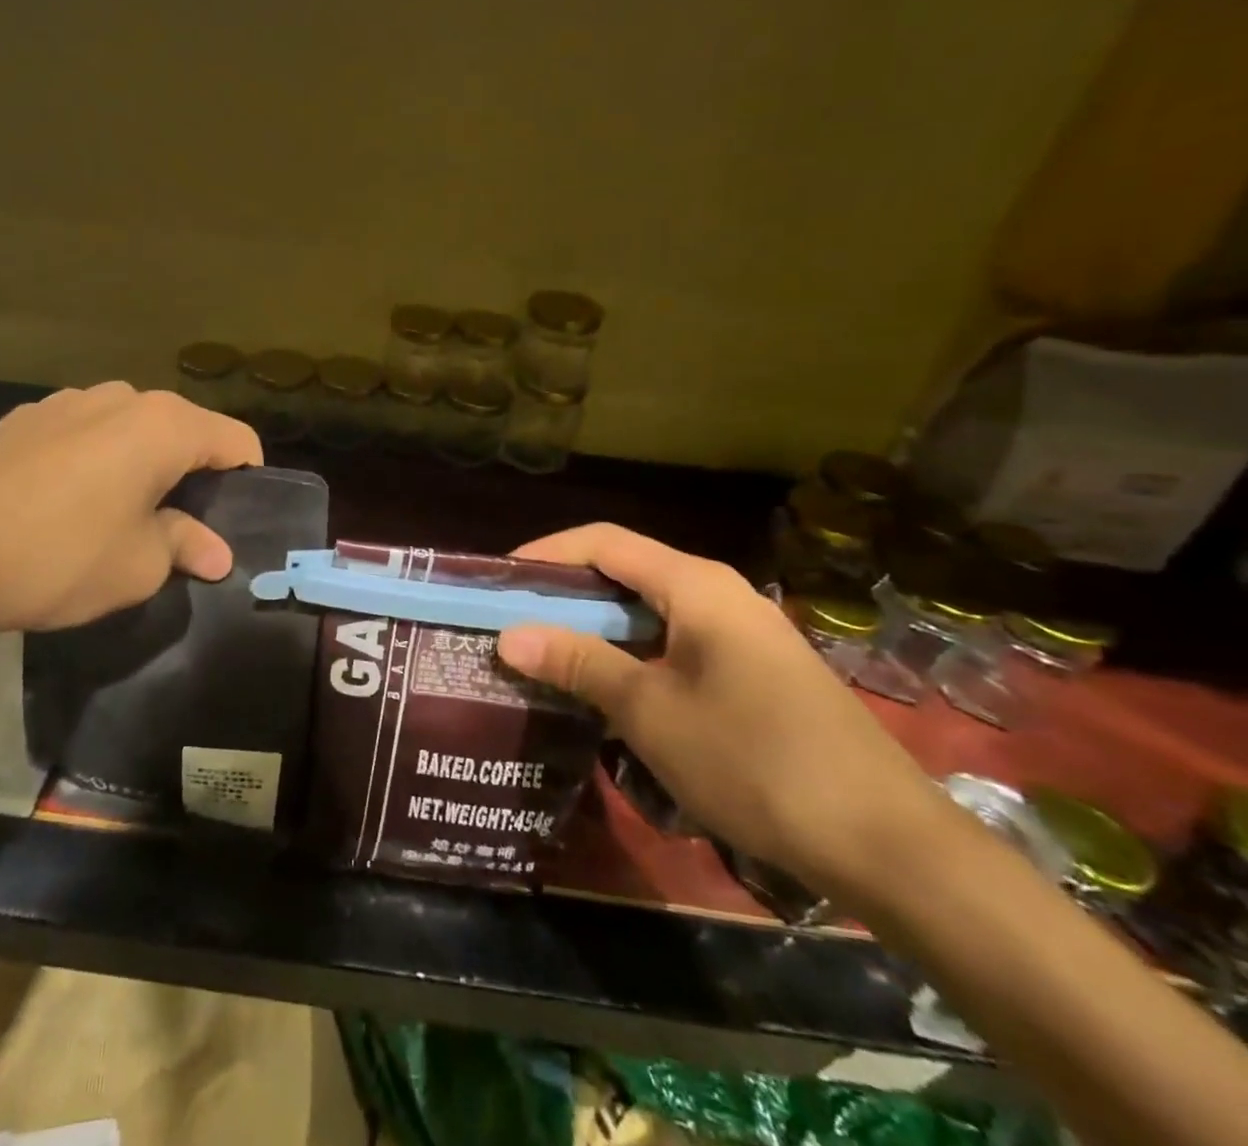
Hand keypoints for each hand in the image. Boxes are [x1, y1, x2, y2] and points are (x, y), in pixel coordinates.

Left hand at [0, 383, 261, 648]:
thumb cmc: (62, 556)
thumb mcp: (139, 565)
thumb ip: (185, 546)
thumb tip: (217, 553)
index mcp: (164, 425)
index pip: (234, 439)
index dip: (247, 478)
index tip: (238, 519)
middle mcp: (122, 397)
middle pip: (182, 428)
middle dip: (192, 471)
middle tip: (183, 524)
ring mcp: (68, 402)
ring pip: (130, 427)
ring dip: (142, 462)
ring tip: (124, 512)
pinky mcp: (26, 418)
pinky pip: (84, 432)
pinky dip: (96, 458)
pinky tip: (69, 501)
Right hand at [496, 524, 954, 899]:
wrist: (889, 846)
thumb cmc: (755, 761)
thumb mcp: (650, 711)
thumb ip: (578, 663)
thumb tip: (509, 635)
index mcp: (696, 585)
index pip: (603, 542)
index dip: (545, 554)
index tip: (499, 584)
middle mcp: (720, 594)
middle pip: (625, 573)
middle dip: (565, 596)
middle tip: (513, 626)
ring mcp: (744, 634)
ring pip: (650, 612)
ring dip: (596, 631)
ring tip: (547, 658)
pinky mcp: (757, 672)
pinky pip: (677, 644)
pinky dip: (633, 656)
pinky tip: (608, 693)